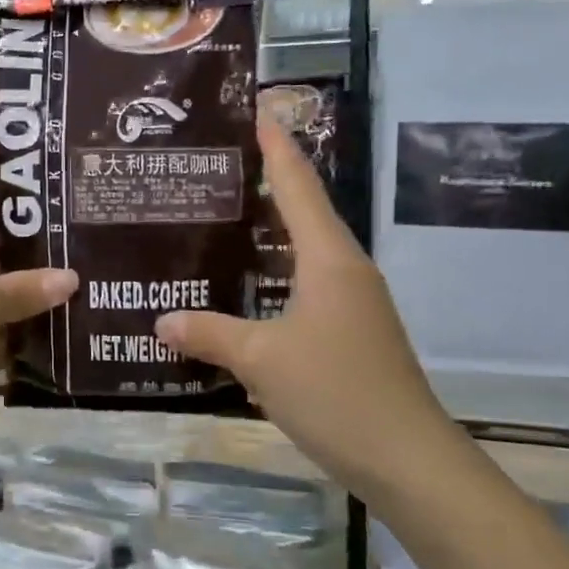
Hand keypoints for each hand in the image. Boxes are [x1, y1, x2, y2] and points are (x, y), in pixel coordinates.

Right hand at [156, 119, 454, 486]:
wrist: (406, 459)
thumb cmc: (336, 392)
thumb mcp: (261, 360)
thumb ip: (210, 334)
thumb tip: (162, 320)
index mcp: (329, 259)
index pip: (299, 187)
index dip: (276, 147)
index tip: (258, 109)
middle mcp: (346, 270)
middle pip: (305, 212)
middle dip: (270, 183)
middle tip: (221, 165)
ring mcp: (353, 304)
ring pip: (306, 253)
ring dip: (272, 233)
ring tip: (226, 219)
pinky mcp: (351, 333)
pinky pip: (306, 287)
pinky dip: (275, 276)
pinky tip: (247, 289)